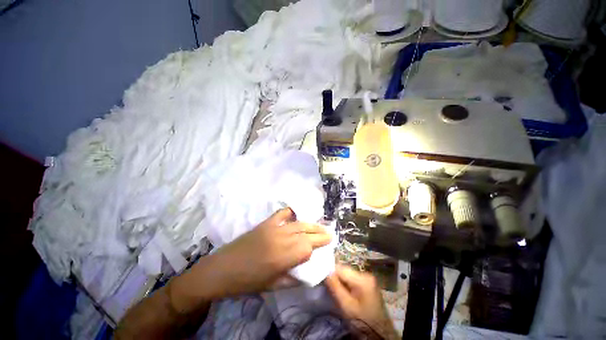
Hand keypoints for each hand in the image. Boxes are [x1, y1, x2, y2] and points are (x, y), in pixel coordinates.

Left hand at [209, 208, 331, 296]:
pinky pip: (282, 213)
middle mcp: (281, 239)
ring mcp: (273, 228)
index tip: (322, 249)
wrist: (222, 269)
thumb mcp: (273, 286)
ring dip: (311, 224)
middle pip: (306, 233)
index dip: (316, 248)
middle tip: (330, 233)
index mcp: (283, 257)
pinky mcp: (266, 223)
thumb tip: (308, 273)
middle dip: (320, 233)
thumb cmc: (247, 282)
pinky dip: (291, 212)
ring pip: (298, 223)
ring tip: (320, 226)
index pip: (307, 247)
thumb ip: (293, 279)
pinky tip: (297, 214)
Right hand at [325, 265, 398, 339]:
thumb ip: (335, 287)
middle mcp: (366, 274)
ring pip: (348, 274)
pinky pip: (352, 279)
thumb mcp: (346, 306)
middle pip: (345, 270)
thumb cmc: (362, 320)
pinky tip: (344, 292)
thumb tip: (326, 272)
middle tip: (329, 288)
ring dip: (340, 281)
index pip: (341, 268)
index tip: (323, 280)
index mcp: (363, 278)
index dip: (330, 272)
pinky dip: (346, 284)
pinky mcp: (367, 283)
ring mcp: (368, 278)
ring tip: (335, 291)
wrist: (379, 333)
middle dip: (336, 277)